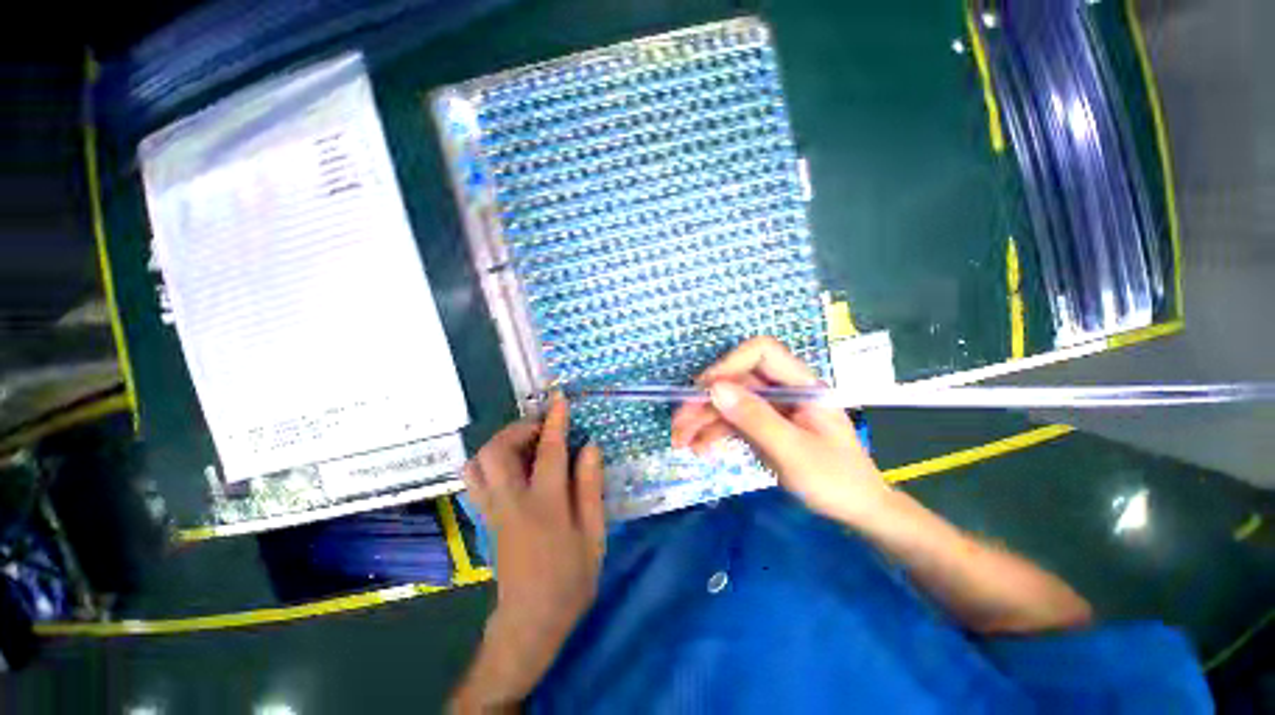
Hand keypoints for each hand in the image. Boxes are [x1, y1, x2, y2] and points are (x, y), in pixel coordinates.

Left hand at [457, 396, 605, 706]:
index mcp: (545, 506)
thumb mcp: (594, 534)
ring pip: (479, 463)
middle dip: (518, 428)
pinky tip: (512, 464)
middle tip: (543, 426)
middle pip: (497, 451)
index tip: (560, 399)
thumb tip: (590, 447)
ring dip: (501, 441)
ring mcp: (493, 510)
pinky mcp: (485, 518)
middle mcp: (511, 502)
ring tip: (526, 442)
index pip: (548, 451)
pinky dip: (489, 460)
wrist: (530, 622)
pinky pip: (475, 479)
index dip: (555, 421)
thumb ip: (590, 487)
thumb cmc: (570, 579)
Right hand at [671, 336, 887, 524]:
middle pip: (736, 380)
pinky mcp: (764, 426)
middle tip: (678, 422)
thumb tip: (714, 389)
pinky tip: (699, 448)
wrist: (856, 511)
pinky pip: (733, 421)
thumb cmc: (835, 480)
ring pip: (729, 401)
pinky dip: (714, 433)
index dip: (729, 364)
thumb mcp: (793, 450)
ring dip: (702, 419)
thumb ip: (755, 418)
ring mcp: (772, 408)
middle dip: (704, 400)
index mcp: (801, 384)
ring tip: (680, 441)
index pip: (761, 352)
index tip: (703, 389)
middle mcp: (783, 390)